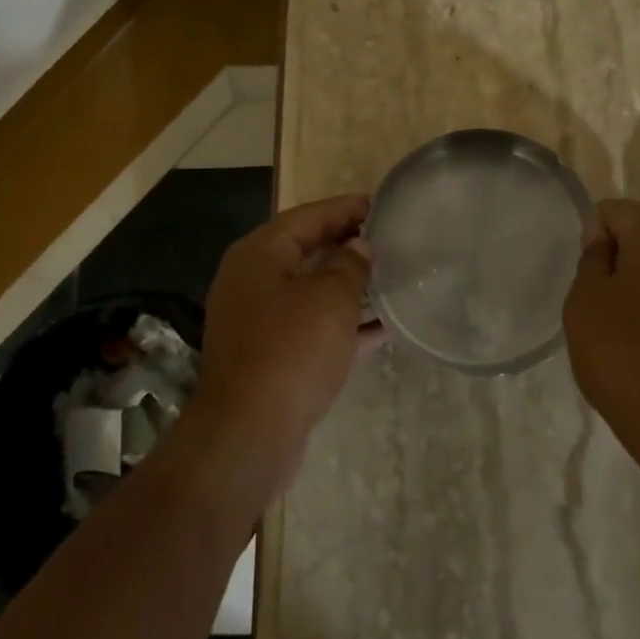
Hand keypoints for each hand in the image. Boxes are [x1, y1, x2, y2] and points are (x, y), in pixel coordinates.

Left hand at [192, 194, 376, 488]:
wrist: (249, 434)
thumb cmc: (292, 350)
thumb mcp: (331, 298)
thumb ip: (350, 264)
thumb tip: (360, 247)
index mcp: (259, 255)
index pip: (307, 216)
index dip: (345, 208)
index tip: (382, 204)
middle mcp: (251, 281)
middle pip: (305, 250)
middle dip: (346, 245)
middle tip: (389, 239)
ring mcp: (257, 321)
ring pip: (309, 291)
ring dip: (347, 286)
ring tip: (390, 278)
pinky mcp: (268, 357)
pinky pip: (310, 327)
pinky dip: (341, 324)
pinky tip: (380, 329)